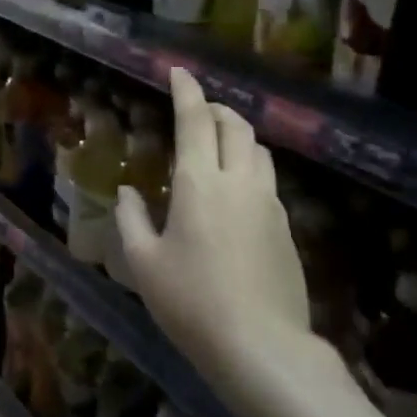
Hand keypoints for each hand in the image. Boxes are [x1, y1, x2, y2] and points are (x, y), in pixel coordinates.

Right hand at [115, 69, 341, 406]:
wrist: (261, 345)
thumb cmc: (190, 301)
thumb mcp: (143, 262)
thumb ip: (132, 218)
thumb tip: (129, 191)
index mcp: (199, 183)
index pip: (195, 120)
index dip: (187, 91)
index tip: (179, 71)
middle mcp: (240, 182)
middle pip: (236, 126)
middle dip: (216, 109)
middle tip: (197, 111)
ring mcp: (269, 204)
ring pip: (259, 151)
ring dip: (238, 136)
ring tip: (217, 147)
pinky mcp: (287, 228)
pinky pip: (267, 181)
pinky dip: (249, 168)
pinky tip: (235, 194)